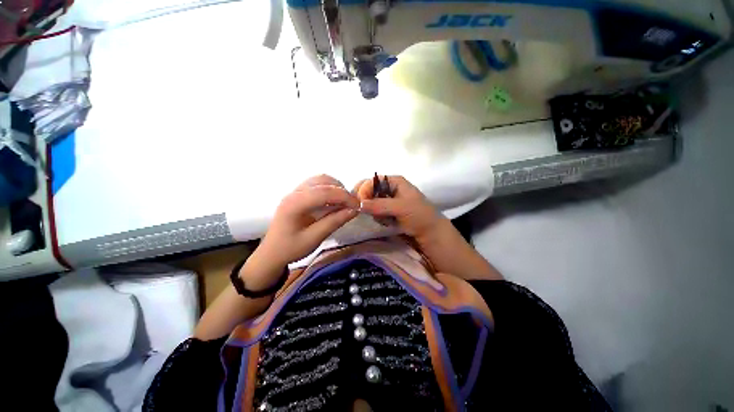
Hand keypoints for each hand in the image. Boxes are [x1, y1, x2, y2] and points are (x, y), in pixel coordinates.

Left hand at [257, 175, 359, 269]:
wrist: (272, 253)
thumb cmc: (290, 249)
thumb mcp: (314, 239)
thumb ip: (334, 222)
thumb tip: (354, 210)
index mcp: (294, 204)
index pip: (324, 192)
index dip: (344, 197)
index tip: (358, 206)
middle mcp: (294, 193)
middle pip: (323, 181)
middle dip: (342, 191)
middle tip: (353, 205)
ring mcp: (295, 191)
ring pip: (321, 180)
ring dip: (336, 188)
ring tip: (346, 202)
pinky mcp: (299, 194)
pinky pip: (317, 184)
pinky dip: (330, 189)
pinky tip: (335, 201)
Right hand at [353, 175, 446, 242]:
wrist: (430, 233)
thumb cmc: (419, 215)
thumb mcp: (401, 208)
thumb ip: (380, 205)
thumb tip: (360, 204)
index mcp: (394, 181)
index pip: (372, 181)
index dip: (364, 190)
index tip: (360, 203)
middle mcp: (389, 188)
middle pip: (369, 190)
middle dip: (367, 201)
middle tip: (367, 211)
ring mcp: (388, 200)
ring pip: (370, 202)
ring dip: (374, 211)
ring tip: (385, 219)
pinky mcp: (388, 211)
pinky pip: (375, 212)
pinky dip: (378, 217)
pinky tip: (387, 222)